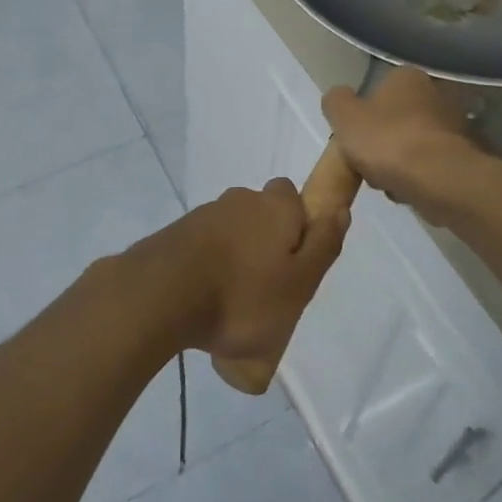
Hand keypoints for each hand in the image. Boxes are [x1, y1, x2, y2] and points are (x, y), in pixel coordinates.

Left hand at [143, 181, 350, 365]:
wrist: (161, 295)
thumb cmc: (242, 295)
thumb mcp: (299, 283)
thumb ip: (323, 245)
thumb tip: (340, 209)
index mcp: (274, 206)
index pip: (292, 196)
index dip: (299, 225)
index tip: (296, 263)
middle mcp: (239, 200)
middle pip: (261, 214)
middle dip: (267, 243)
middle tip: (268, 288)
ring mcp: (203, 215)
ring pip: (232, 232)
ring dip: (236, 258)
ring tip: (234, 305)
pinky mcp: (176, 235)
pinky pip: (204, 248)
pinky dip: (209, 267)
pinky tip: (205, 302)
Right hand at [321, 66, 476, 224]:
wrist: (439, 180)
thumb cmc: (387, 140)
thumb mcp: (344, 116)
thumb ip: (336, 101)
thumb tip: (338, 97)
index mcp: (407, 76)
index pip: (378, 89)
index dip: (362, 115)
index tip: (354, 138)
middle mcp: (436, 93)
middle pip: (396, 119)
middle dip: (381, 142)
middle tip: (367, 164)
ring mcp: (455, 125)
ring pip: (412, 145)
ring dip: (398, 163)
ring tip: (387, 183)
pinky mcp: (464, 157)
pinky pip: (429, 166)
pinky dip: (417, 177)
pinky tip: (408, 191)